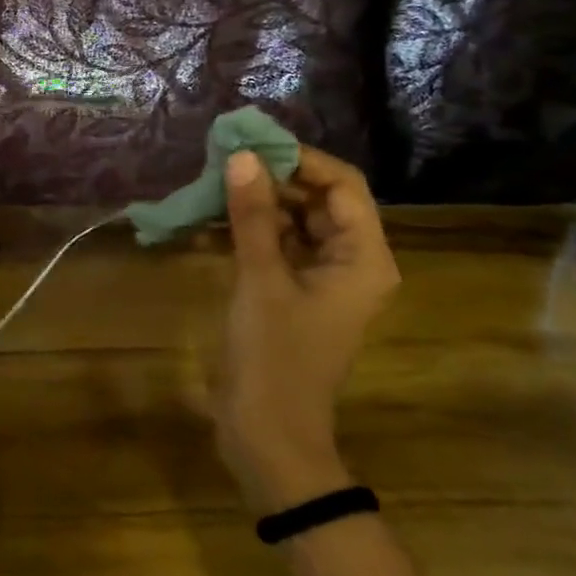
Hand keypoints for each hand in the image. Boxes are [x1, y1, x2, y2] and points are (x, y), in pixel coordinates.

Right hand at [212, 147, 399, 511]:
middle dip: (274, 177)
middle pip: (319, 200)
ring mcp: (321, 279)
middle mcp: (350, 262)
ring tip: (213, 182)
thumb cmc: (275, 356)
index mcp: (363, 259)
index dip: (301, 159)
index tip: (252, 143)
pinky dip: (250, 229)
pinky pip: (277, 246)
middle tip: (224, 159)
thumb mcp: (260, 279)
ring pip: (295, 221)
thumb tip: (243, 156)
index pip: (343, 186)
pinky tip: (212, 218)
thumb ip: (252, 215)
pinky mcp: (294, 293)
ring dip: (258, 202)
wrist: (268, 433)